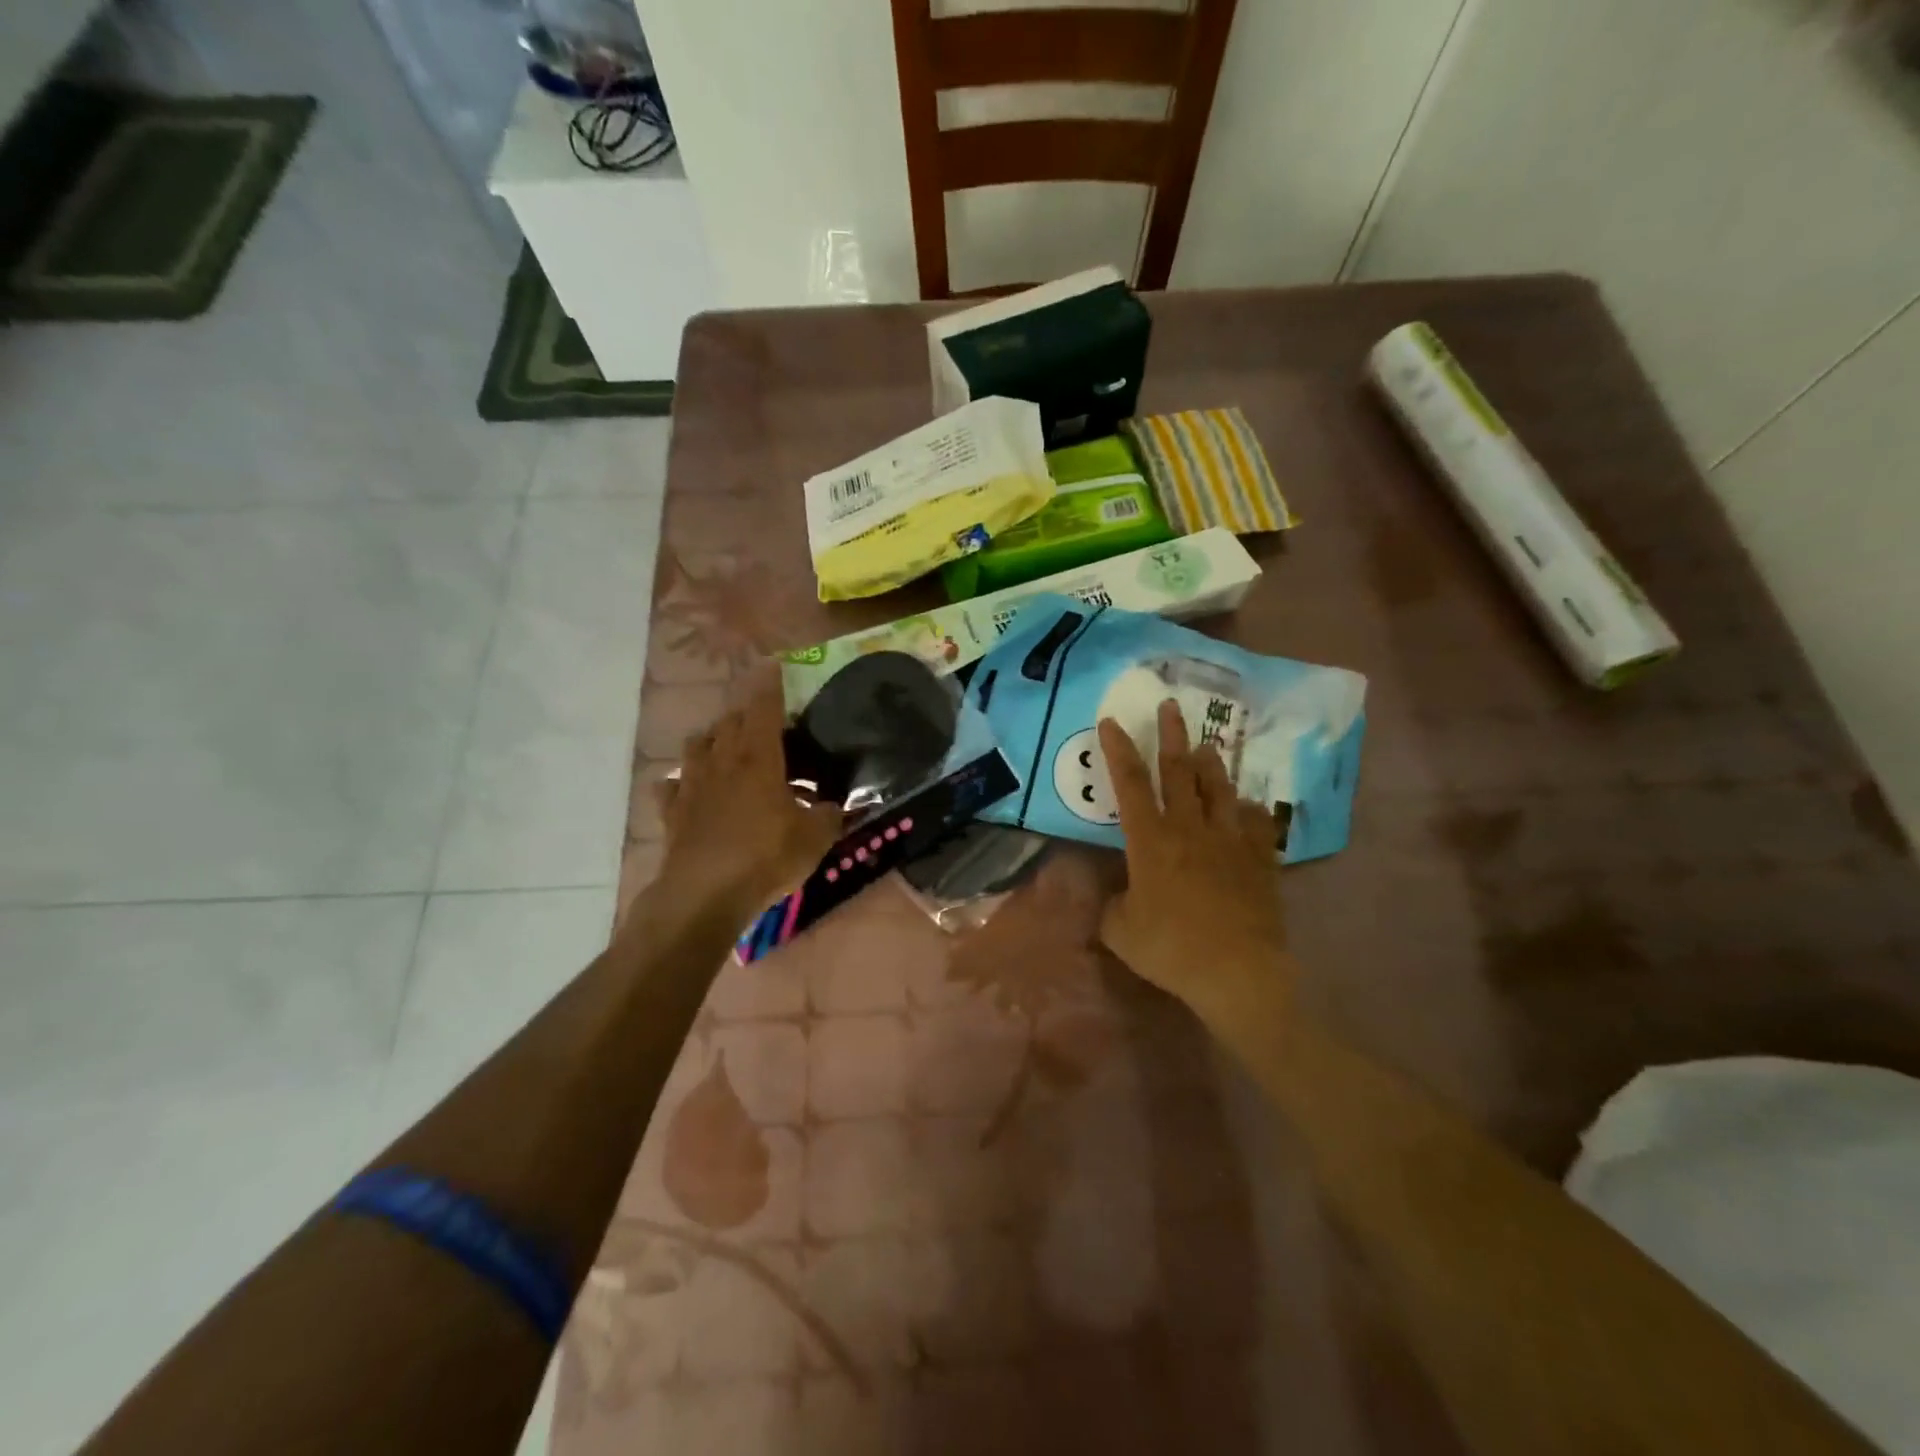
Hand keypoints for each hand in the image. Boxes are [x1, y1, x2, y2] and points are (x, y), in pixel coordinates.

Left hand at [652, 669, 842, 925]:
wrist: (705, 895)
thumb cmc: (765, 858)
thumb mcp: (814, 839)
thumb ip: (830, 816)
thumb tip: (837, 807)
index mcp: (759, 759)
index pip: (764, 709)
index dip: (769, 685)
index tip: (771, 664)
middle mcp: (723, 762)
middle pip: (729, 722)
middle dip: (744, 714)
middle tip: (762, 721)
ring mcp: (693, 785)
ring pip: (697, 746)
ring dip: (712, 740)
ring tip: (728, 748)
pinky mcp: (672, 812)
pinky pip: (672, 784)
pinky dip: (683, 780)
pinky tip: (693, 789)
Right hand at [1097, 699, 1291, 1025]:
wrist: (1238, 972)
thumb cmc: (1171, 949)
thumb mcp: (1121, 931)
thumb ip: (1112, 906)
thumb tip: (1119, 896)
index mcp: (1150, 841)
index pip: (1130, 784)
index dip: (1118, 750)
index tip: (1111, 721)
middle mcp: (1190, 829)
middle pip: (1179, 772)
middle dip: (1171, 736)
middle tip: (1170, 706)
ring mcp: (1229, 841)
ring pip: (1218, 789)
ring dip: (1209, 764)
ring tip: (1205, 745)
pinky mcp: (1259, 859)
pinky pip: (1255, 822)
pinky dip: (1247, 809)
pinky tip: (1245, 805)